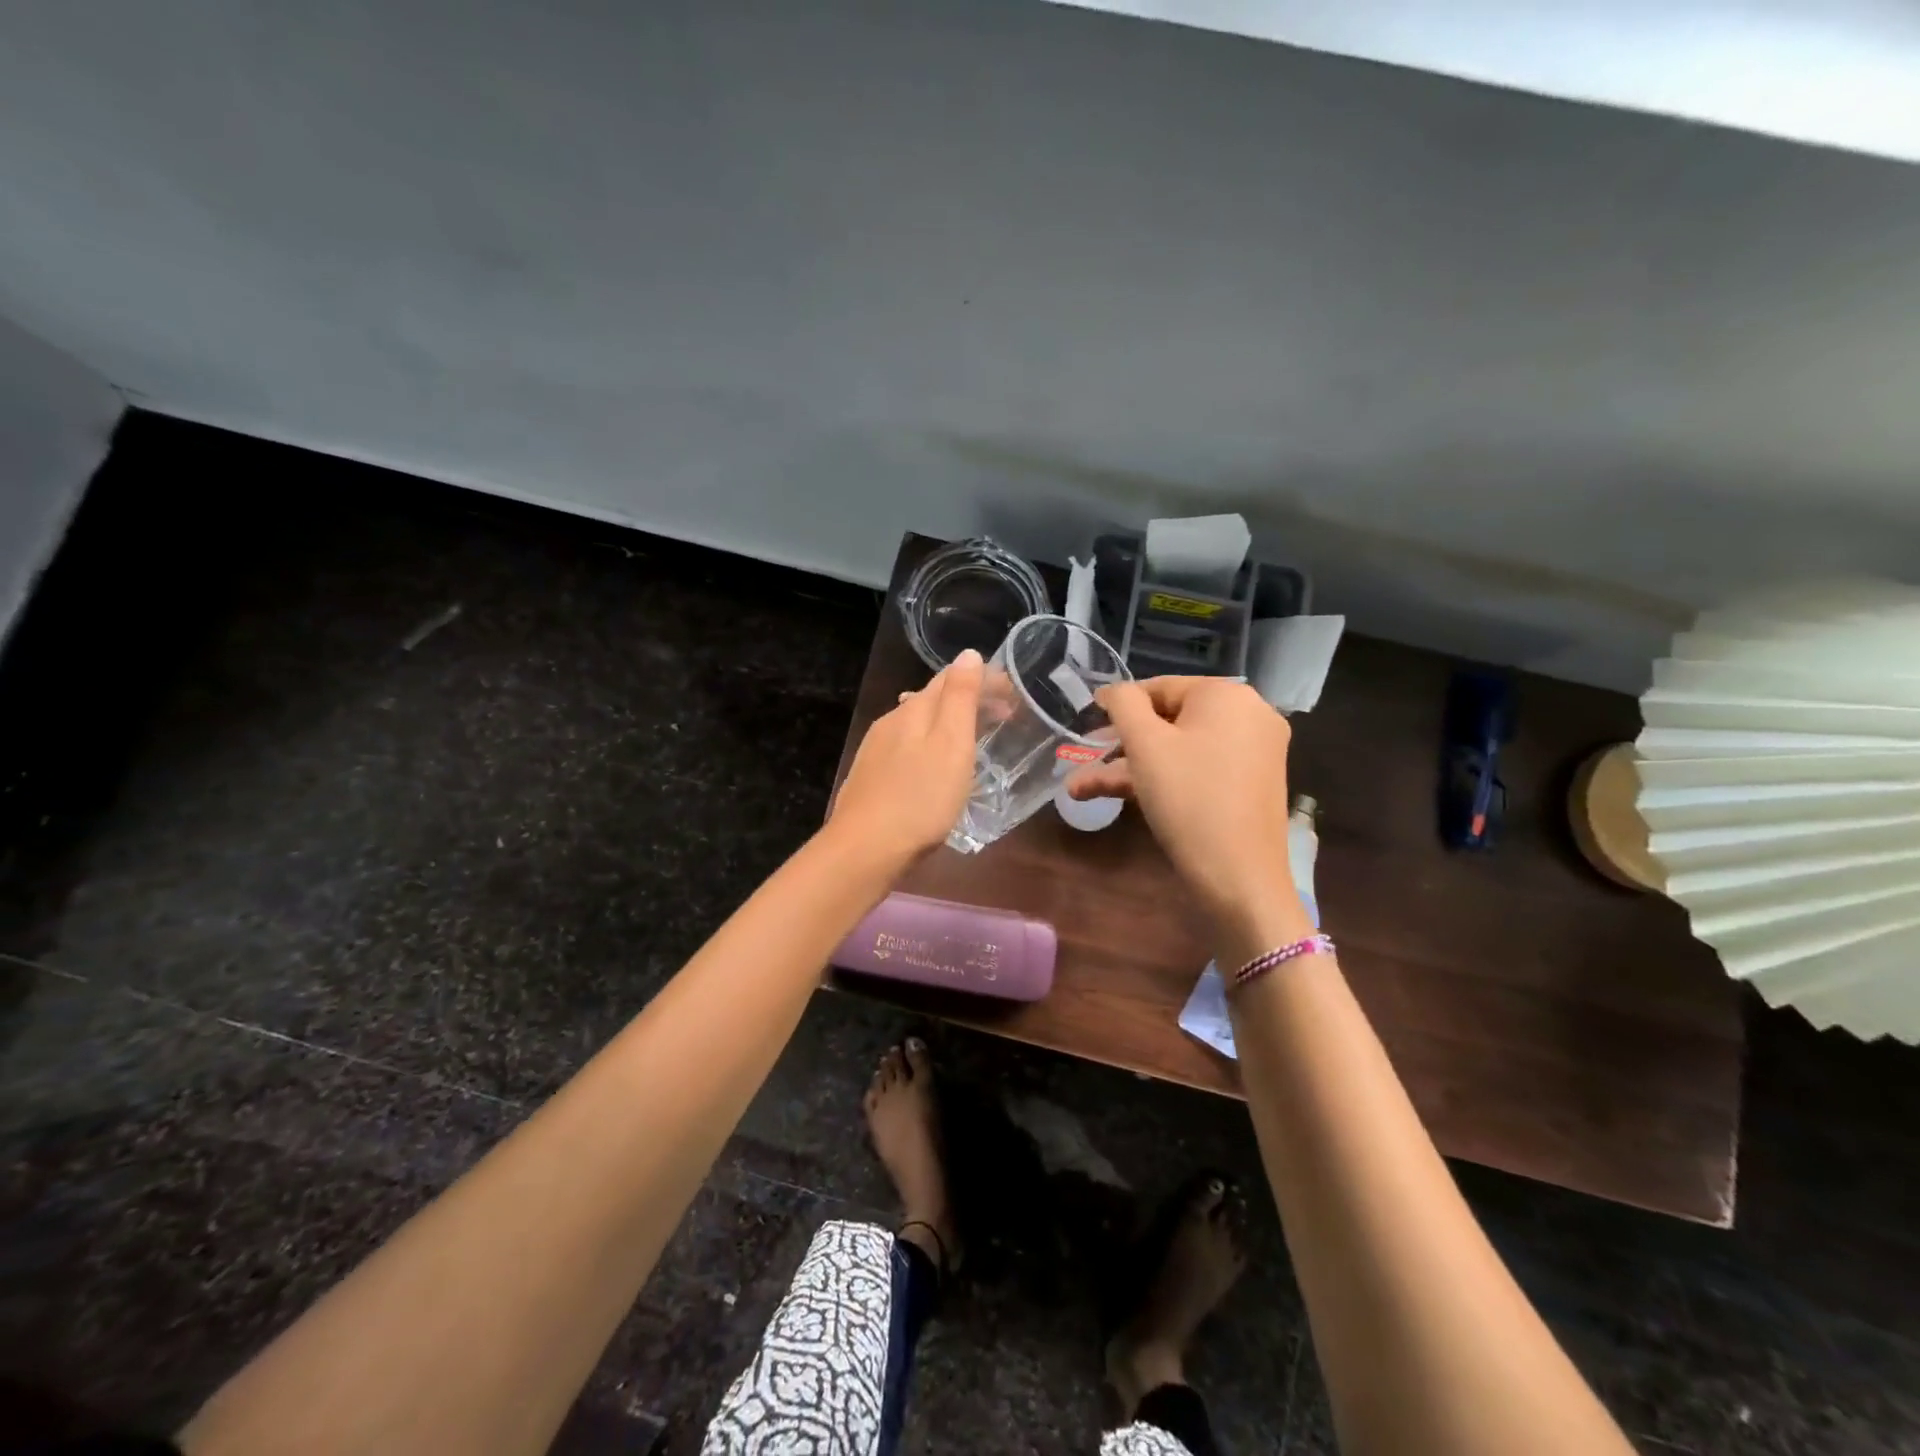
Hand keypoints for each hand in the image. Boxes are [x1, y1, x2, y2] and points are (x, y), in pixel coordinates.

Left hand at [829, 649, 983, 865]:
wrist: (865, 849)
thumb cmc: (920, 798)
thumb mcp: (951, 745)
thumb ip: (960, 698)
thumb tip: (968, 654)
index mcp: (913, 710)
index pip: (949, 678)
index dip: (982, 679)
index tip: (1012, 693)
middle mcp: (890, 722)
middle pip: (932, 701)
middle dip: (968, 702)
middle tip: (1004, 717)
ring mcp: (876, 751)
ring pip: (918, 726)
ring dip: (948, 726)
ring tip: (974, 741)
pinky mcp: (870, 779)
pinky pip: (906, 750)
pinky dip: (929, 748)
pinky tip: (934, 769)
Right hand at [1069, 677, 1296, 924]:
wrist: (1240, 878)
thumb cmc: (1188, 799)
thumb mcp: (1145, 745)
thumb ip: (1123, 704)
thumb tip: (1112, 691)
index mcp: (1228, 695)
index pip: (1160, 687)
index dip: (1119, 706)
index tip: (1086, 724)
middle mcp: (1249, 716)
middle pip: (1169, 721)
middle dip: (1120, 745)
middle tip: (1082, 759)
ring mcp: (1253, 753)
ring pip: (1179, 751)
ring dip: (1130, 768)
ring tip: (1080, 789)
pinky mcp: (1249, 786)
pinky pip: (1197, 770)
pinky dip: (1161, 780)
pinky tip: (1119, 797)